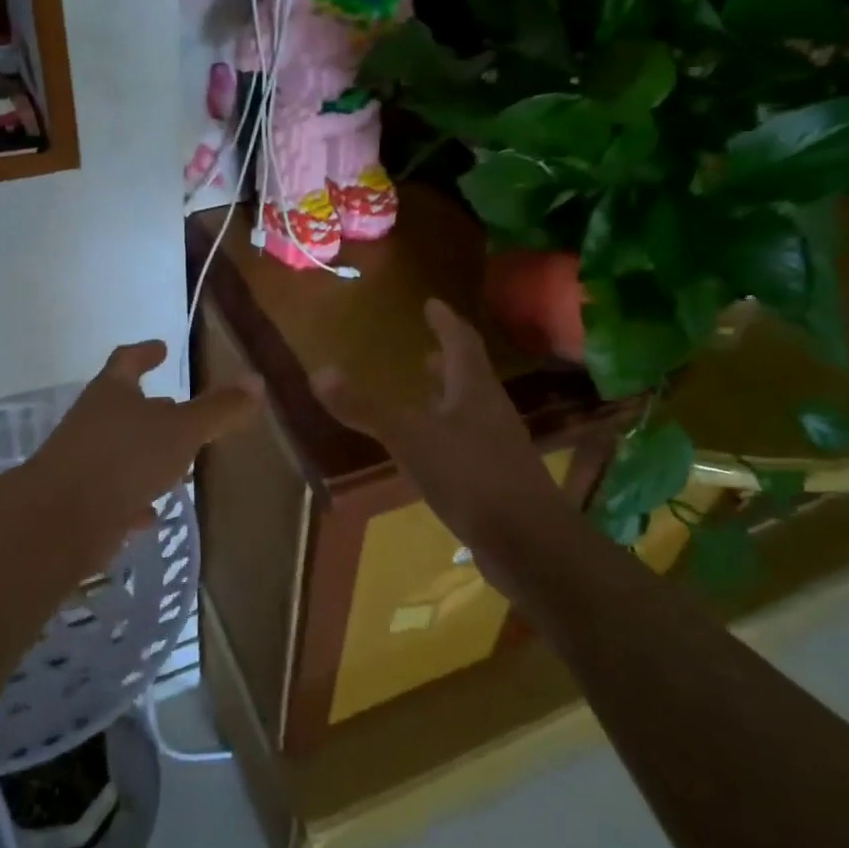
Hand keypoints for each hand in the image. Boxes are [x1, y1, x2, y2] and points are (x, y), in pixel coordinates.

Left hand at [21, 340, 259, 563]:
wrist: (60, 521)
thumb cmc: (124, 459)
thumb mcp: (182, 430)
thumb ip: (218, 408)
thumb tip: (256, 379)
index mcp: (111, 393)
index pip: (127, 360)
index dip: (145, 353)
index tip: (161, 347)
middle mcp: (92, 422)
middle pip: (123, 407)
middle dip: (151, 407)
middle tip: (177, 406)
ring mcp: (83, 463)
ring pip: (120, 453)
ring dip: (146, 455)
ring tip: (177, 464)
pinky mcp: (81, 503)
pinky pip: (114, 496)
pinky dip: (134, 499)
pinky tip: (151, 513)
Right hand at [312, 299, 571, 594]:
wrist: (529, 543)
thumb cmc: (470, 476)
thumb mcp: (410, 438)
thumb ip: (365, 408)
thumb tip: (318, 372)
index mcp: (474, 390)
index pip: (461, 342)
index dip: (446, 321)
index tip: (432, 303)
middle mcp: (490, 411)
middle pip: (470, 375)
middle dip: (447, 359)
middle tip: (426, 349)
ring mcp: (498, 447)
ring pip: (470, 410)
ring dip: (448, 396)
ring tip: (425, 391)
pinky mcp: (497, 479)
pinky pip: (468, 443)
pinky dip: (448, 433)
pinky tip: (431, 450)